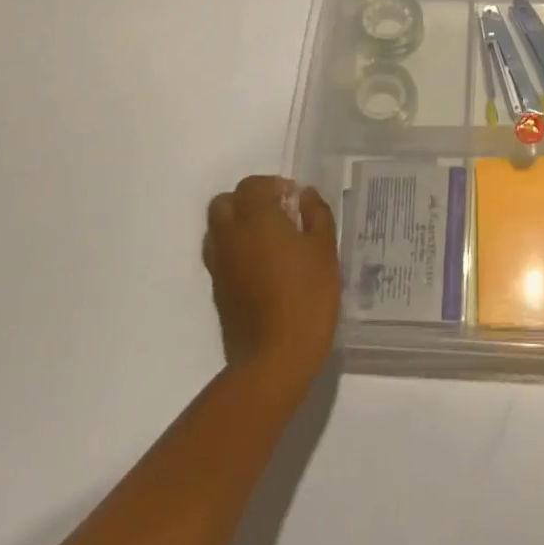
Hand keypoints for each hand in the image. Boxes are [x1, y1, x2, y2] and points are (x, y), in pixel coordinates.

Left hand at [203, 176, 339, 400]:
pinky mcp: (217, 289)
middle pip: (225, 202)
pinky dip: (235, 249)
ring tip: (268, 240)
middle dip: (248, 201)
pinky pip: (220, 255)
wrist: (273, 358)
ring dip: (237, 224)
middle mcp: (230, 236)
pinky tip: (261, 266)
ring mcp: (219, 264)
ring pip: (217, 228)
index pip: (252, 186)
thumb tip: (304, 196)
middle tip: (278, 214)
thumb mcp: (325, 251)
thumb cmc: (307, 297)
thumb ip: (316, 215)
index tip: (295, 200)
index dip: (273, 186)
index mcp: (257, 219)